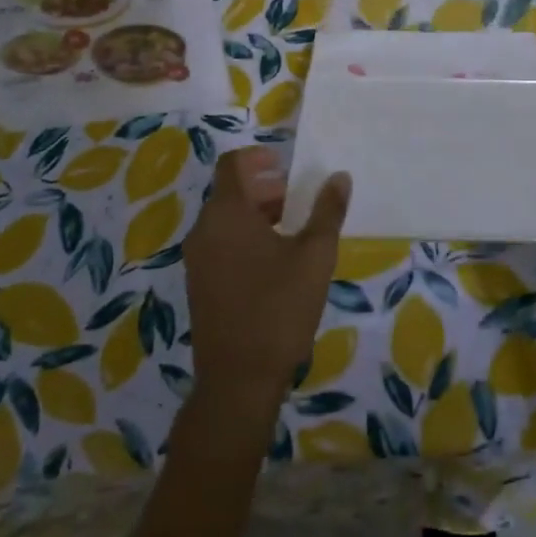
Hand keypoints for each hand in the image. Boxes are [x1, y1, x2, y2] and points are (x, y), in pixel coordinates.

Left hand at [182, 147, 351, 422]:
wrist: (238, 379)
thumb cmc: (279, 309)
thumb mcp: (315, 256)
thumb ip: (327, 211)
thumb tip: (339, 177)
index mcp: (227, 214)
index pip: (232, 165)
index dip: (257, 157)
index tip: (284, 164)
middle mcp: (204, 229)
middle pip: (229, 192)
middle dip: (263, 188)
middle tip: (297, 198)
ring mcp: (197, 259)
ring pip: (224, 219)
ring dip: (255, 214)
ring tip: (291, 229)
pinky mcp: (199, 284)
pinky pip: (220, 244)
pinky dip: (244, 237)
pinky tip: (273, 262)